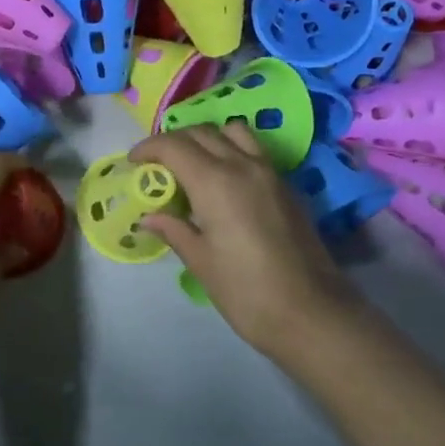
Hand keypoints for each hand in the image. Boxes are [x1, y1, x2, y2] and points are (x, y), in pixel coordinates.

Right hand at [130, 124, 366, 361]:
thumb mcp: (201, 262)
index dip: (148, 148)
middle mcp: (242, 165)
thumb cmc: (246, 291)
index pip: (173, 146)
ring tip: (191, 165)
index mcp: (215, 181)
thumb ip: (174, 229)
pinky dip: (230, 150)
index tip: (133, 163)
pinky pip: (252, 150)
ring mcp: (269, 173)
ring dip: (206, 139)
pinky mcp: (285, 186)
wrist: (311, 313)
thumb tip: (148, 216)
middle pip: (201, 132)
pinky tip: (221, 183)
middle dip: (173, 142)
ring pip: (232, 132)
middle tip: (156, 165)